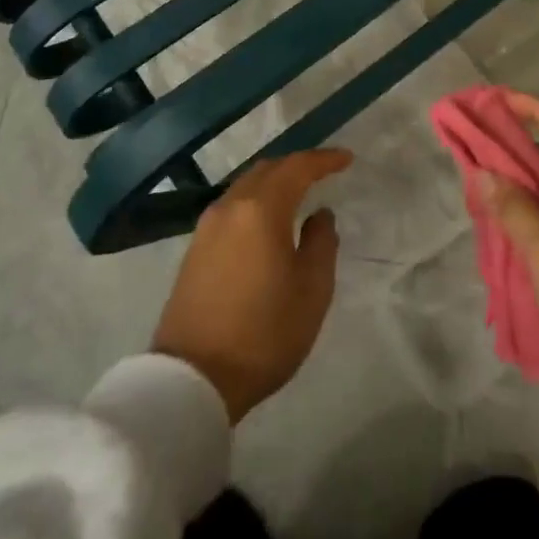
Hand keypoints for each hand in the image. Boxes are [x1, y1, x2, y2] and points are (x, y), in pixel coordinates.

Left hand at [152, 149, 349, 422]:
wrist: (192, 380)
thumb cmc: (263, 333)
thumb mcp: (312, 290)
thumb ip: (322, 243)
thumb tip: (319, 215)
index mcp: (260, 210)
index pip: (296, 168)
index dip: (324, 159)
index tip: (347, 159)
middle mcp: (230, 207)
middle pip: (266, 170)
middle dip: (296, 166)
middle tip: (323, 172)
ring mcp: (206, 228)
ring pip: (245, 187)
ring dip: (273, 183)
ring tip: (298, 194)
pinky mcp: (194, 250)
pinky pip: (232, 208)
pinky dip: (255, 202)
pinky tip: (267, 221)